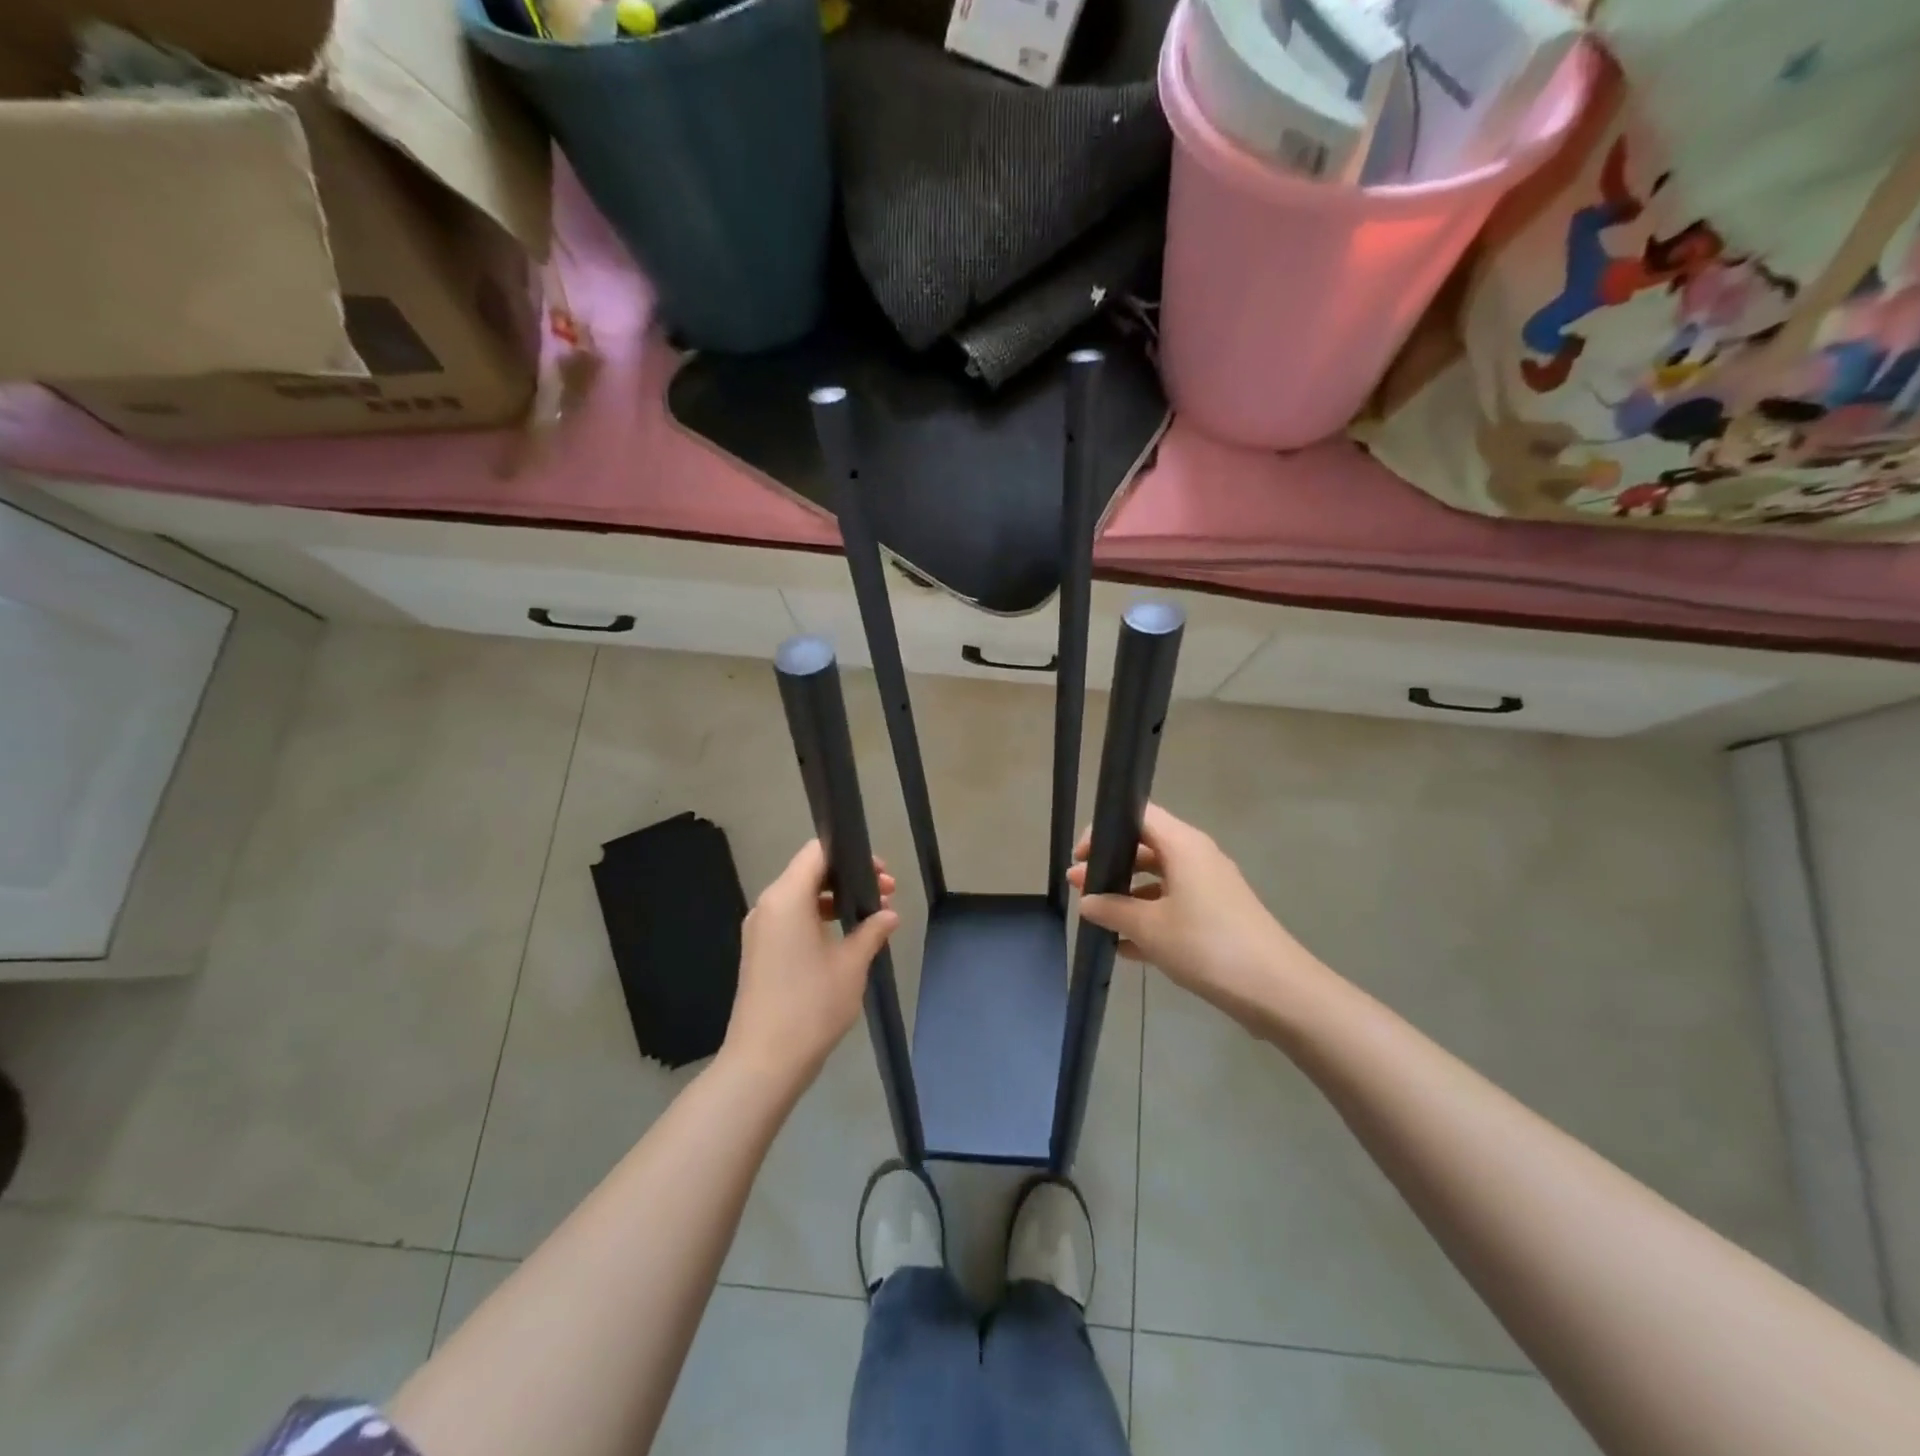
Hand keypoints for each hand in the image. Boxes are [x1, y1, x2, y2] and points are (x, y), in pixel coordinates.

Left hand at [722, 840, 899, 1094]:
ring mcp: (760, 930)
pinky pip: (791, 919)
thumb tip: (888, 915)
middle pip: (810, 872)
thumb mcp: (851, 965)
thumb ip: (872, 932)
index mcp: (786, 897)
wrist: (763, 1063)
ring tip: (872, 919)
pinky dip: (819, 919)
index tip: (881, 874)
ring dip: (836, 900)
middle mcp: (768, 905)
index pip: (817, 851)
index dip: (851, 855)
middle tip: (887, 895)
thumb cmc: (811, 1006)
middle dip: (849, 878)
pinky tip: (846, 940)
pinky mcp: (759, 952)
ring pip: (801, 897)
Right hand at [1069, 804, 1325, 1029]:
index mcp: (1183, 845)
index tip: (1081, 858)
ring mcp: (1210, 887)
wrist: (1277, 990)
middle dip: (1111, 866)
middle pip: (1146, 847)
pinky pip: (1174, 904)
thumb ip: (1112, 909)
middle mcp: (1198, 857)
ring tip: (1099, 920)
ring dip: (1128, 895)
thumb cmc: (1207, 945)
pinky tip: (1126, 948)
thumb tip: (1087, 901)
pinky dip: (1150, 917)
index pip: (1138, 815)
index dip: (1105, 830)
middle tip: (1080, 889)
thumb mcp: (1149, 928)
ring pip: (1159, 879)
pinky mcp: (1218, 915)